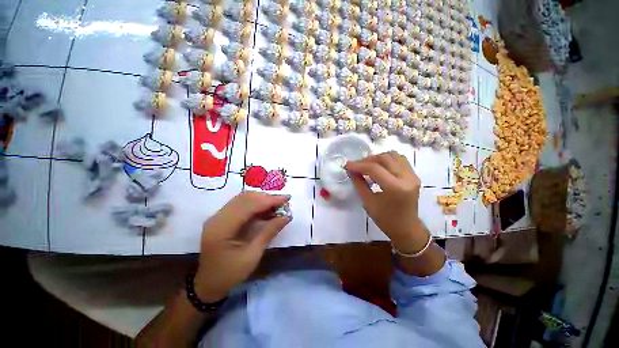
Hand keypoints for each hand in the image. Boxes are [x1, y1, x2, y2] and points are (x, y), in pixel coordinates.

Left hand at [194, 192, 290, 301]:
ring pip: (243, 198)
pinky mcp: (222, 217)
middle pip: (245, 198)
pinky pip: (241, 204)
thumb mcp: (252, 255)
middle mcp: (217, 217)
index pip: (248, 206)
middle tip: (284, 201)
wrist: (208, 283)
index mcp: (222, 228)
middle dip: (267, 198)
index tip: (287, 198)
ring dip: (262, 199)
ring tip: (277, 204)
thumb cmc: (230, 273)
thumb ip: (269, 232)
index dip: (269, 200)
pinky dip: (256, 203)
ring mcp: (218, 216)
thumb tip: (286, 216)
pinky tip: (266, 209)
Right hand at [345, 151, 428, 252]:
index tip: (347, 165)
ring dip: (377, 158)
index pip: (374, 169)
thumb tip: (350, 170)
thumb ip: (359, 183)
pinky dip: (387, 160)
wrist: (406, 228)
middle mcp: (407, 178)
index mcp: (395, 188)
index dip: (358, 165)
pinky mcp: (414, 175)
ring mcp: (413, 176)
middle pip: (385, 158)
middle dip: (367, 160)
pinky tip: (379, 167)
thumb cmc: (385, 219)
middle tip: (356, 166)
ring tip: (367, 165)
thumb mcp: (368, 202)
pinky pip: (399, 160)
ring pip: (393, 155)